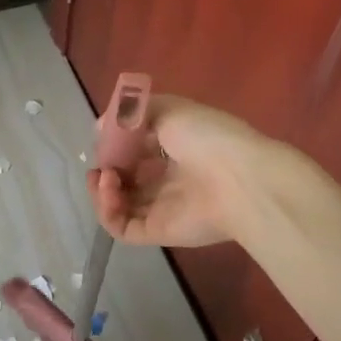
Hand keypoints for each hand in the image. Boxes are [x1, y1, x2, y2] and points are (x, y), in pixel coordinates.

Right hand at [86, 94, 263, 248]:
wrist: (239, 180)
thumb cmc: (206, 137)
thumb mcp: (170, 109)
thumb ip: (132, 113)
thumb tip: (101, 127)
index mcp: (178, 148)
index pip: (139, 148)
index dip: (117, 144)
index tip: (105, 137)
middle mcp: (170, 178)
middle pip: (128, 178)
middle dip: (107, 169)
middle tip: (101, 162)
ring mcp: (163, 207)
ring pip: (121, 205)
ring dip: (102, 190)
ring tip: (104, 178)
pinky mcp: (158, 231)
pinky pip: (123, 227)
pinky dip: (107, 211)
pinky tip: (108, 191)